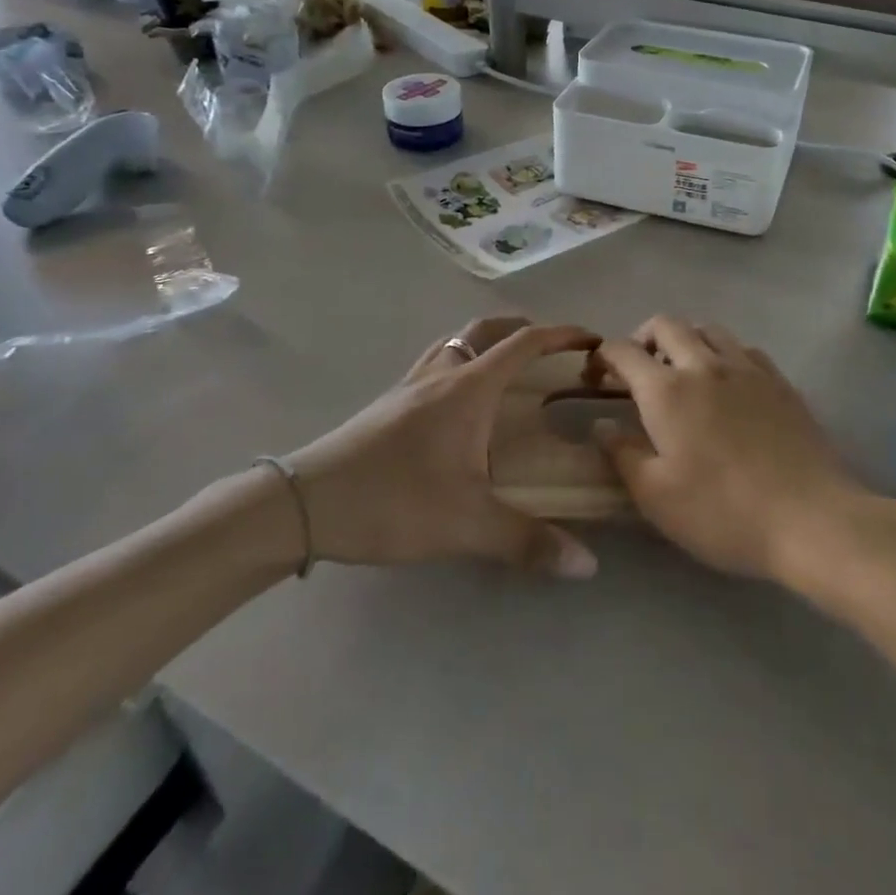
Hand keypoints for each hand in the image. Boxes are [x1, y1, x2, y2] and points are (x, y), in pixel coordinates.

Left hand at [286, 318, 600, 577]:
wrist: (306, 502)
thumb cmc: (393, 501)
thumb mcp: (466, 525)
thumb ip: (528, 542)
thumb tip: (587, 565)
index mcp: (468, 388)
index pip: (523, 344)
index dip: (560, 335)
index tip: (590, 340)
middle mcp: (440, 374)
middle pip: (486, 330)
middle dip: (523, 330)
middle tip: (550, 350)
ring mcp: (409, 385)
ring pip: (455, 342)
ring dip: (486, 342)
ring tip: (506, 368)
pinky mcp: (387, 403)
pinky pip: (434, 362)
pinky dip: (458, 362)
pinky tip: (457, 402)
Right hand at [592, 317, 862, 581]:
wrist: (810, 519)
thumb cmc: (722, 512)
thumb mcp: (656, 497)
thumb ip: (622, 454)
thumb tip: (602, 424)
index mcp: (666, 390)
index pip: (623, 351)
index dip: (603, 357)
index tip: (596, 378)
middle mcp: (704, 365)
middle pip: (666, 324)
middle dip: (643, 338)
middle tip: (638, 371)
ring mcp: (746, 368)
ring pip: (707, 329)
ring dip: (685, 340)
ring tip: (682, 373)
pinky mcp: (779, 381)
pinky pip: (743, 348)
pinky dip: (723, 354)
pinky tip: (727, 384)